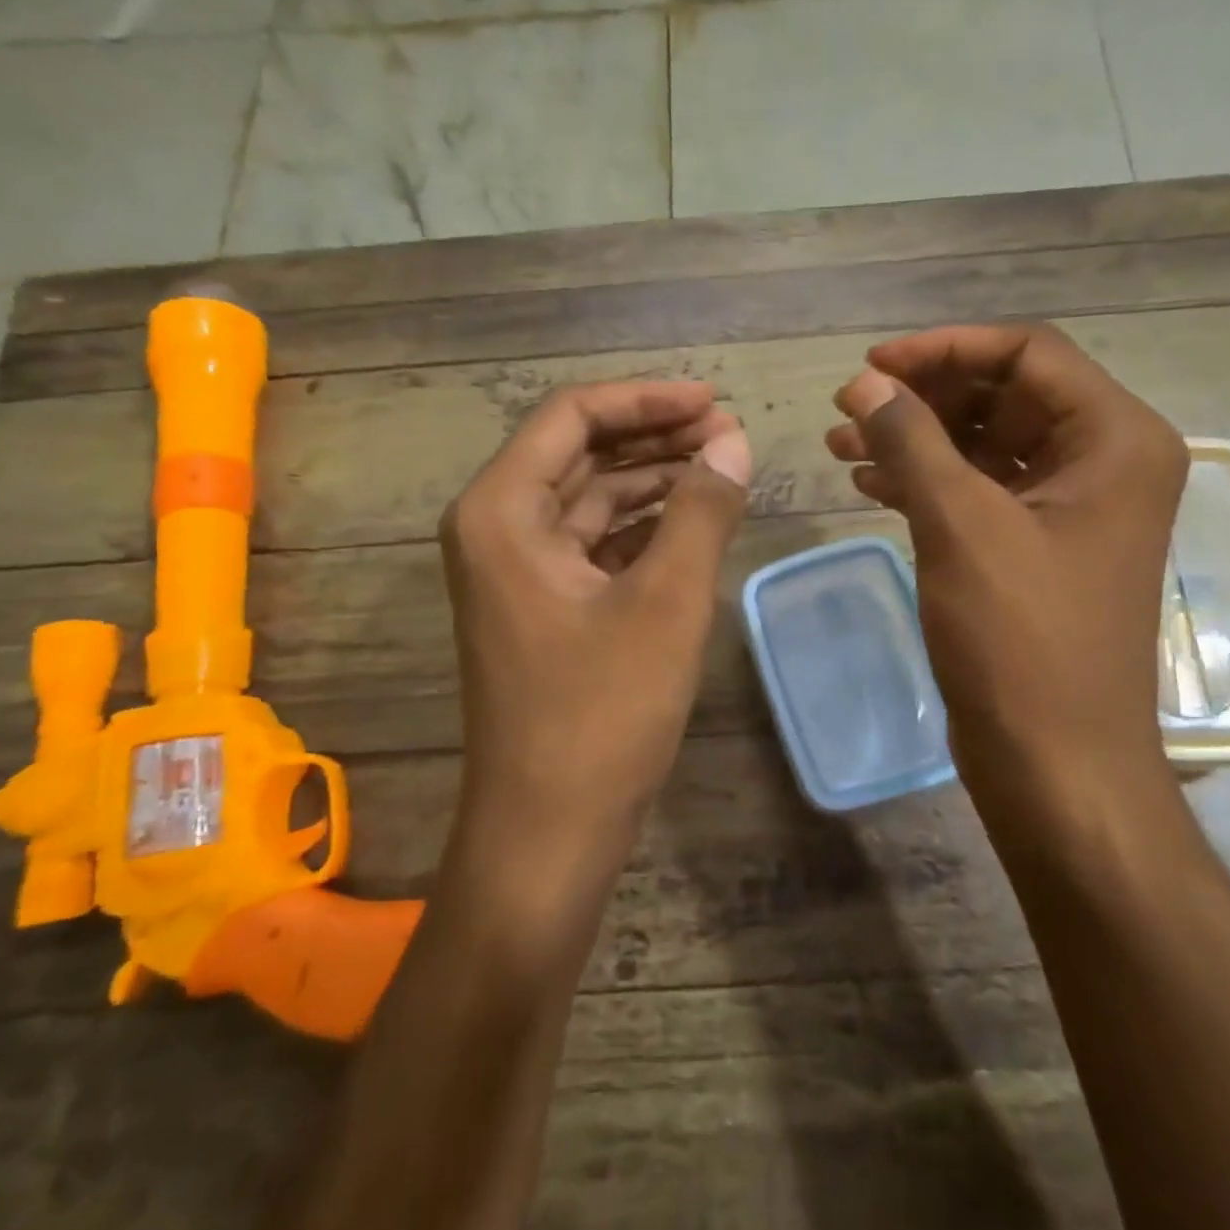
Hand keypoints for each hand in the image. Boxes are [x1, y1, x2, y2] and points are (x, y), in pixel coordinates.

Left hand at [441, 381, 750, 863]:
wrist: (548, 830)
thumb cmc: (602, 713)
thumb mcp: (667, 602)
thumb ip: (702, 510)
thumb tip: (734, 441)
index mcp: (502, 510)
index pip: (572, 416)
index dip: (646, 399)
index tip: (713, 401)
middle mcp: (496, 528)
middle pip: (579, 452)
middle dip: (654, 436)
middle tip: (728, 433)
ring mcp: (516, 571)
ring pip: (589, 499)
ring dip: (652, 481)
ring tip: (722, 469)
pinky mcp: (541, 606)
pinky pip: (592, 544)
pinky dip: (640, 528)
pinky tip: (692, 522)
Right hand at [827, 324, 1186, 807]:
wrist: (1055, 760)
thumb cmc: (1021, 640)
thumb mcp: (962, 526)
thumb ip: (912, 442)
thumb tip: (865, 384)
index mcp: (1115, 440)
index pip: (1028, 354)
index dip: (944, 350)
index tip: (870, 367)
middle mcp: (1103, 463)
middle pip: (1005, 395)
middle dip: (923, 396)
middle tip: (849, 407)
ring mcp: (1069, 510)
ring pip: (984, 445)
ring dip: (915, 439)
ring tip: (841, 444)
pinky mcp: (1035, 549)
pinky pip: (978, 492)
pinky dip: (925, 482)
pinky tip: (868, 483)